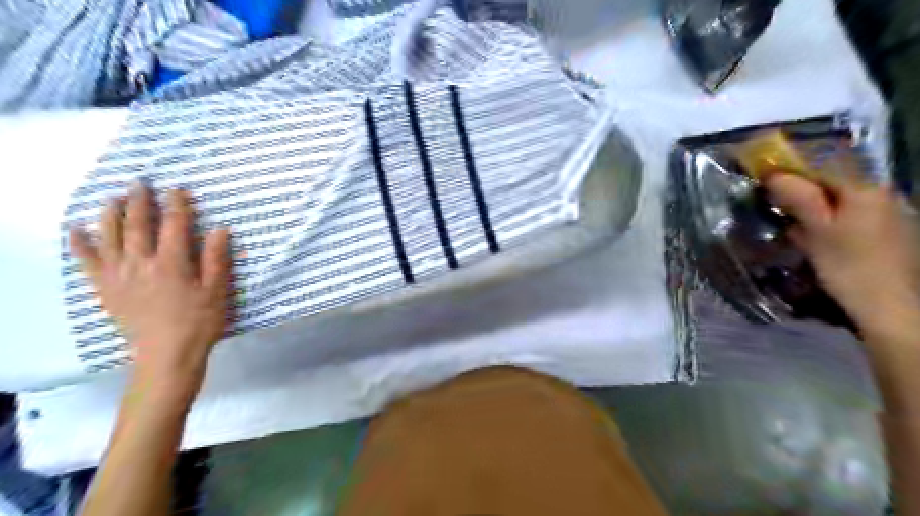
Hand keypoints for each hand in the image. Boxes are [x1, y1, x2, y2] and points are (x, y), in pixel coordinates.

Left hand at [69, 183, 231, 406]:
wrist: (167, 355)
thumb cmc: (199, 322)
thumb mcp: (217, 291)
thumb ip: (216, 259)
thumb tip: (220, 229)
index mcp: (172, 264)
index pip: (174, 226)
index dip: (177, 206)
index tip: (178, 190)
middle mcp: (141, 264)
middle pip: (138, 225)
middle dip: (140, 202)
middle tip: (140, 183)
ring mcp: (119, 276)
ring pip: (111, 237)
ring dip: (111, 214)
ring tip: (113, 198)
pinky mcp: (106, 289)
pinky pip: (88, 262)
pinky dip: (81, 244)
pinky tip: (77, 230)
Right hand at [767, 171, 919, 335]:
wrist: (893, 307)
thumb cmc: (849, 267)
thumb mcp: (817, 231)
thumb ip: (798, 198)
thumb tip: (774, 175)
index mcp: (864, 188)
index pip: (819, 166)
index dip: (788, 172)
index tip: (763, 183)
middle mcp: (881, 193)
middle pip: (830, 183)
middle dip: (799, 192)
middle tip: (775, 209)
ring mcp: (887, 212)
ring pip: (838, 200)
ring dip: (812, 209)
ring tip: (792, 227)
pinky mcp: (887, 232)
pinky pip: (848, 216)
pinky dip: (827, 222)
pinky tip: (816, 240)